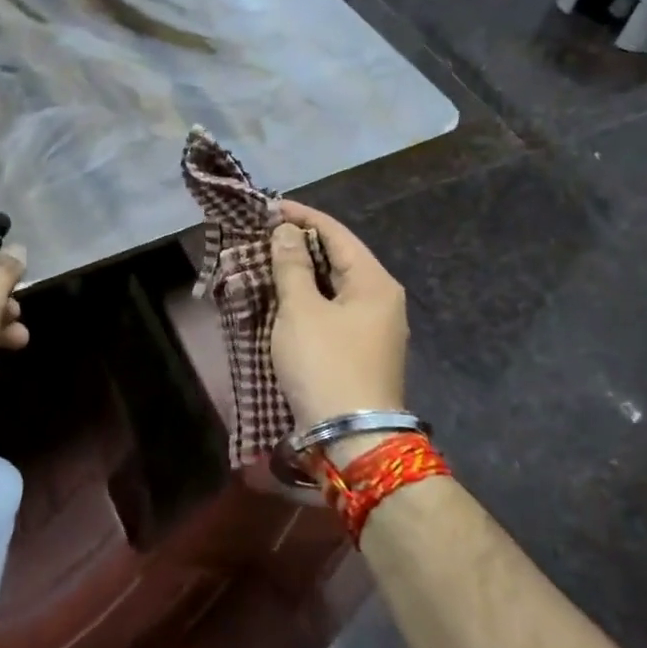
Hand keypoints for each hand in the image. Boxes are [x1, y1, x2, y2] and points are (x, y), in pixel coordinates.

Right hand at [269, 201, 407, 460]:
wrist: (352, 439)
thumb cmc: (325, 364)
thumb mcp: (301, 310)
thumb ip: (291, 266)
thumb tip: (286, 231)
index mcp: (375, 283)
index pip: (337, 234)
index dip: (303, 217)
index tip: (269, 208)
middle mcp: (382, 300)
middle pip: (339, 258)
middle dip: (301, 245)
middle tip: (263, 234)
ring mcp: (374, 328)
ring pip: (334, 287)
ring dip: (302, 273)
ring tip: (267, 261)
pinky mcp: (361, 351)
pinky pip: (333, 311)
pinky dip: (308, 299)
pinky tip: (283, 298)